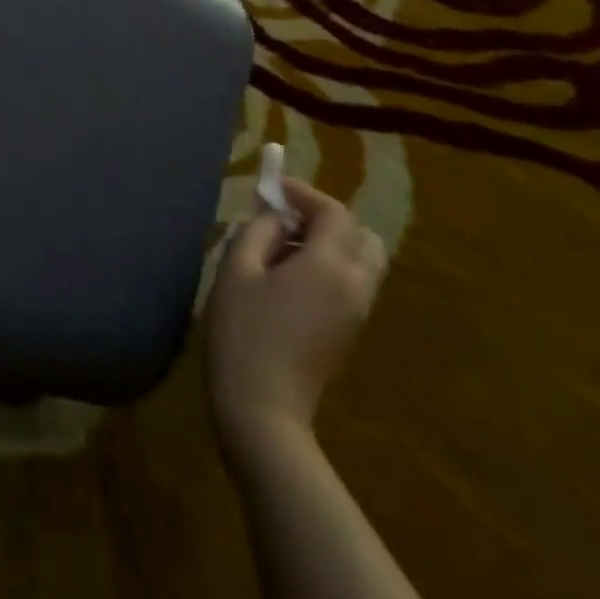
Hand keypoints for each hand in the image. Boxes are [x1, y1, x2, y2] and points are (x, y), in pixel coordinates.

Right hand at [205, 178, 385, 467]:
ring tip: (283, 246)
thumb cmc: (243, 332)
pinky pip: (352, 283)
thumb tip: (276, 218)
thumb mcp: (237, 270)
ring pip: (362, 261)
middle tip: (286, 218)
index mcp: (329, 266)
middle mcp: (354, 285)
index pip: (334, 213)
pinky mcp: (348, 332)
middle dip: (327, 218)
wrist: (262, 410)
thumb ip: (258, 232)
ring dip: (331, 242)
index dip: (305, 194)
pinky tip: (289, 276)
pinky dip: (331, 265)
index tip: (274, 188)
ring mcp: (356, 313)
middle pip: (361, 235)